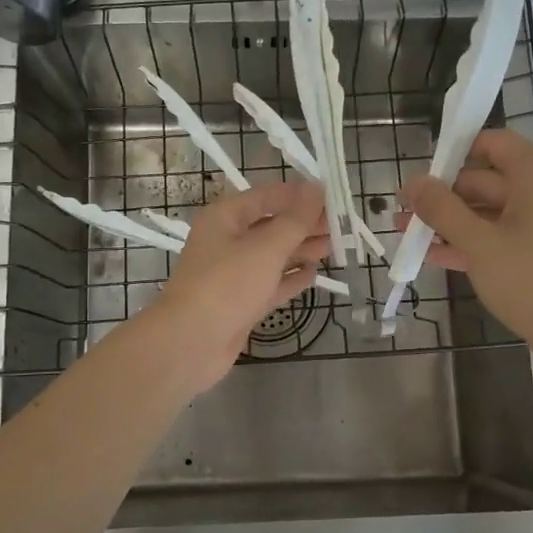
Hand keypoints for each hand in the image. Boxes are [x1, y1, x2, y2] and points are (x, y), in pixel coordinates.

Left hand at [142, 181, 329, 392]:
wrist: (190, 343)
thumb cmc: (227, 285)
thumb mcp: (265, 248)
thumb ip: (295, 220)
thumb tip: (316, 189)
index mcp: (226, 217)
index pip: (268, 196)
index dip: (300, 195)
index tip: (334, 197)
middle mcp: (228, 241)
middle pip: (272, 225)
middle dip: (305, 224)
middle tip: (342, 225)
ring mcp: (234, 274)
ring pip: (273, 255)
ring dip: (302, 249)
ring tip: (335, 246)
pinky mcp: (241, 302)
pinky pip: (271, 283)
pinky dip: (291, 278)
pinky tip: (314, 275)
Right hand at [400, 130, 532, 360]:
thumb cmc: (532, 281)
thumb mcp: (479, 243)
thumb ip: (442, 209)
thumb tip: (414, 182)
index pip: (492, 143)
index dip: (454, 154)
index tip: (422, 176)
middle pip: (487, 179)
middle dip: (443, 196)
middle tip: (404, 212)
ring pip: (492, 211)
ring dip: (451, 222)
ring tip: (409, 234)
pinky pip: (505, 234)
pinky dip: (473, 241)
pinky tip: (435, 255)